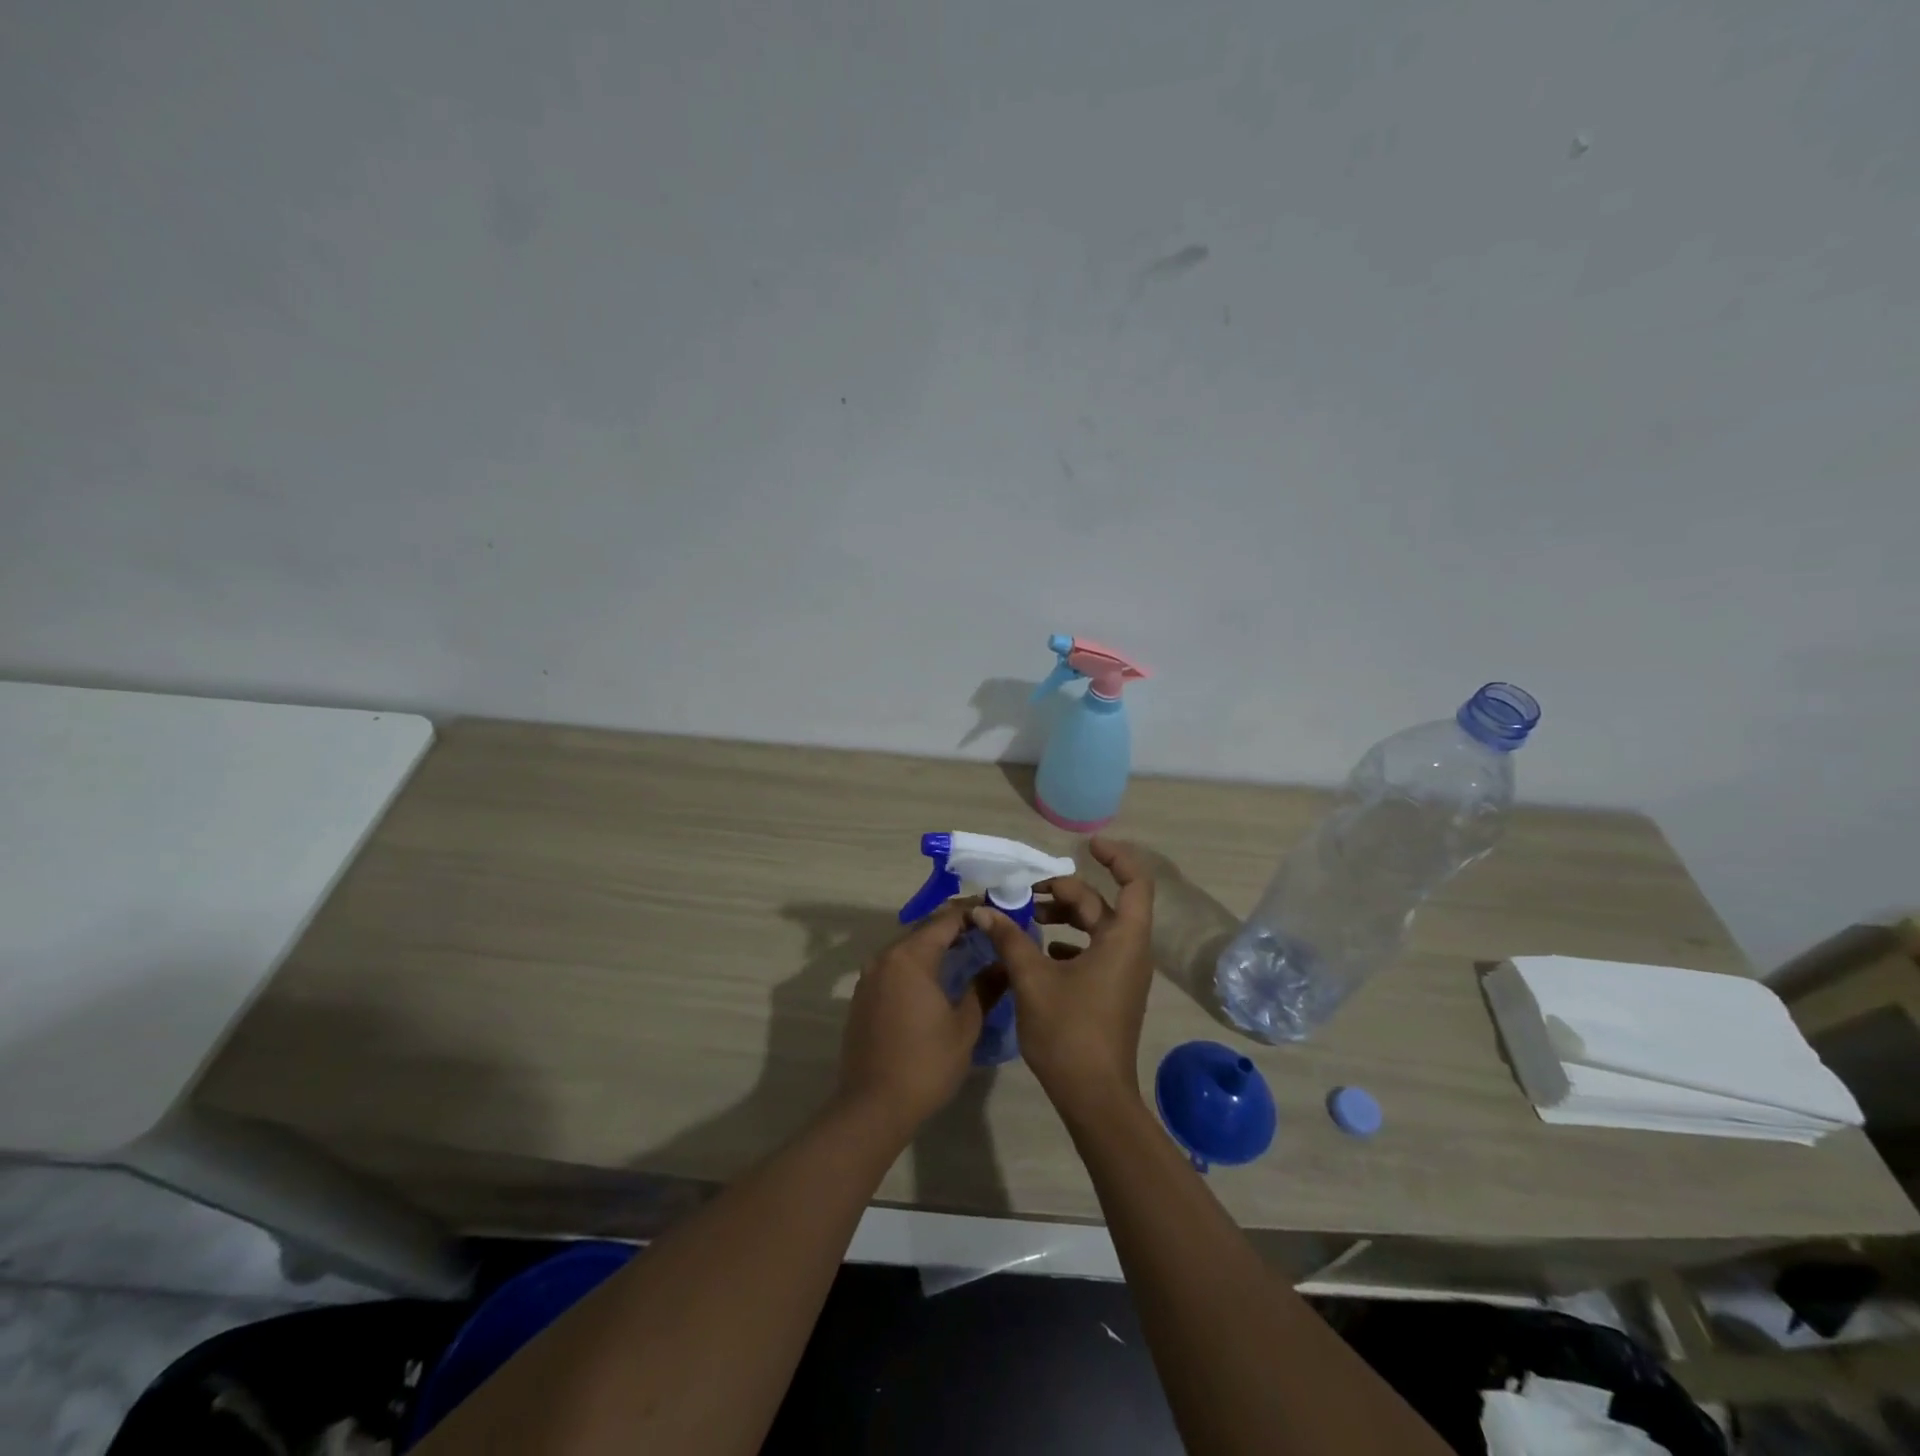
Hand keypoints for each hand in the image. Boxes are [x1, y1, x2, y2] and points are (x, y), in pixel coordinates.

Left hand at [834, 903, 997, 1138]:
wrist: (873, 1106)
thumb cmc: (926, 1064)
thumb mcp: (965, 1026)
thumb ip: (985, 988)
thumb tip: (1004, 964)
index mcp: (910, 957)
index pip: (946, 920)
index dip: (972, 913)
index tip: (997, 912)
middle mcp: (885, 957)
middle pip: (924, 930)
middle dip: (954, 928)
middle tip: (987, 932)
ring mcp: (869, 977)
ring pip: (907, 948)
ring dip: (934, 947)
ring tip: (967, 953)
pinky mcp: (863, 996)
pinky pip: (894, 968)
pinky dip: (916, 966)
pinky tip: (937, 980)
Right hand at [969, 836, 1155, 1122]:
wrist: (1094, 1097)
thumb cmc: (1069, 1032)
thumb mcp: (1033, 979)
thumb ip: (1009, 938)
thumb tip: (982, 910)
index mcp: (1123, 940)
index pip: (1135, 882)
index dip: (1116, 857)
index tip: (1088, 845)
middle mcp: (1129, 950)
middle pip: (1101, 904)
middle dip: (1064, 892)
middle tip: (1023, 893)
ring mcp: (1122, 973)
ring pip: (1095, 928)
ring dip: (1063, 917)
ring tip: (1026, 917)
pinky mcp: (1111, 991)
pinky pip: (1092, 951)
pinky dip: (1068, 942)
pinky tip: (1038, 950)